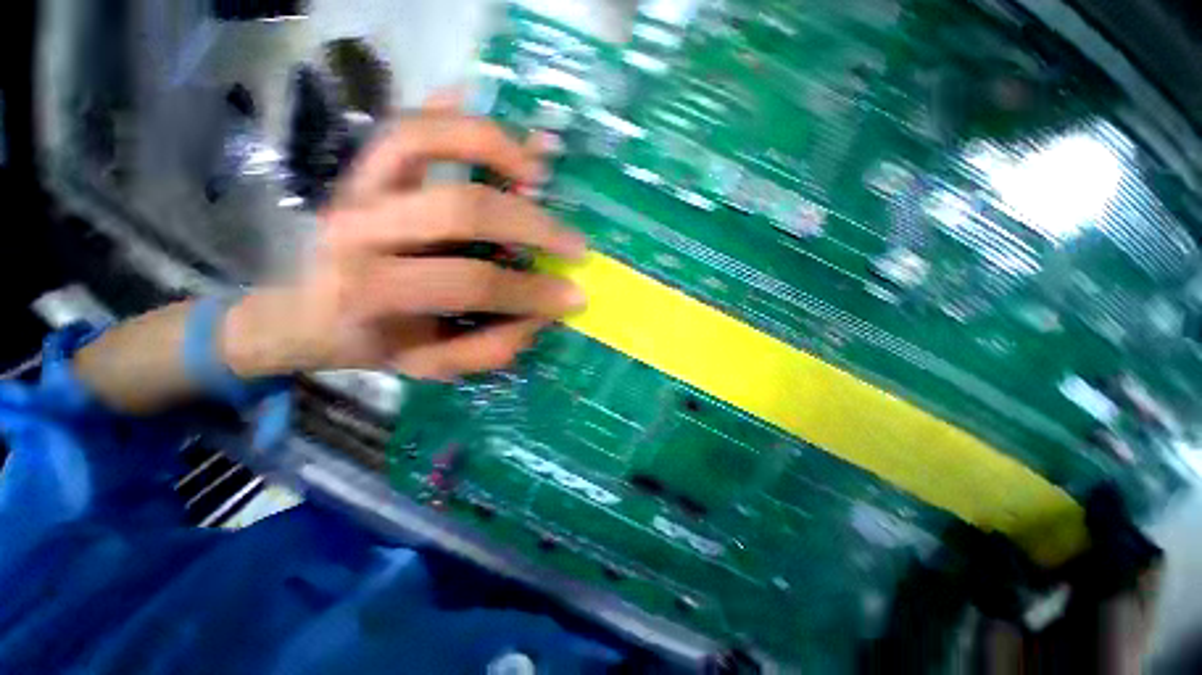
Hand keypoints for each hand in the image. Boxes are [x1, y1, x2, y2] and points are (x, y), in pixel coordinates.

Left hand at [222, 112, 586, 380]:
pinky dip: (454, 107)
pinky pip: (408, 120)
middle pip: (463, 209)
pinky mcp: (363, 166)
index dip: (531, 291)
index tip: (574, 296)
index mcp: (376, 291)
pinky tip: (495, 113)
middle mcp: (361, 229)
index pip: (473, 283)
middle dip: (533, 226)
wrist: (308, 312)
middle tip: (575, 244)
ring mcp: (359, 186)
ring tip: (541, 174)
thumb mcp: (431, 365)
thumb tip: (541, 314)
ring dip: (497, 148)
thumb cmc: (373, 341)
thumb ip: (488, 348)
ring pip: (427, 138)